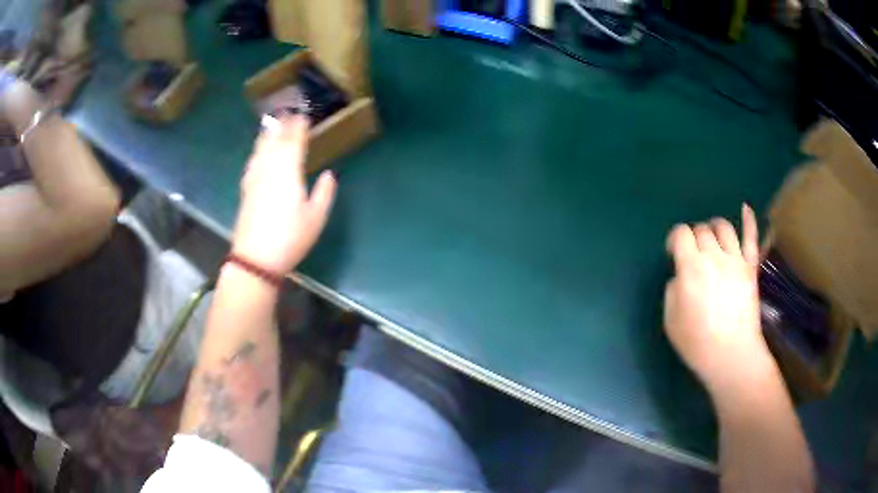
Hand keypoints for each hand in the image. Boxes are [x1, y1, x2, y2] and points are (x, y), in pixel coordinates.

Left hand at [231, 115, 336, 275]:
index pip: (294, 142)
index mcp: (288, 172)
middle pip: (275, 141)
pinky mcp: (246, 189)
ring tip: (272, 123)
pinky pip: (252, 162)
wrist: (255, 259)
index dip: (299, 128)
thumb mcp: (315, 218)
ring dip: (268, 134)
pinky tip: (257, 152)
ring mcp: (255, 178)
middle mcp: (269, 169)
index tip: (304, 116)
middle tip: (289, 113)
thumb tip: (328, 174)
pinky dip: (257, 151)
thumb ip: (324, 193)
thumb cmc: (290, 238)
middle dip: (283, 125)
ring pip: (261, 149)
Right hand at [663, 204, 775, 392]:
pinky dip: (749, 221)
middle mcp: (714, 256)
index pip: (680, 234)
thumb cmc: (697, 342)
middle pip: (702, 230)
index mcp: (691, 267)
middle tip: (692, 253)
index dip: (674, 238)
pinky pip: (751, 238)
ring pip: (724, 227)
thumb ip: (672, 289)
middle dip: (693, 237)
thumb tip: (681, 276)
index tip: (672, 252)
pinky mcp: (750, 268)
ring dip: (714, 227)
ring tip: (712, 237)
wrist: (731, 355)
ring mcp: (735, 260)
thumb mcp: (671, 319)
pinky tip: (745, 208)